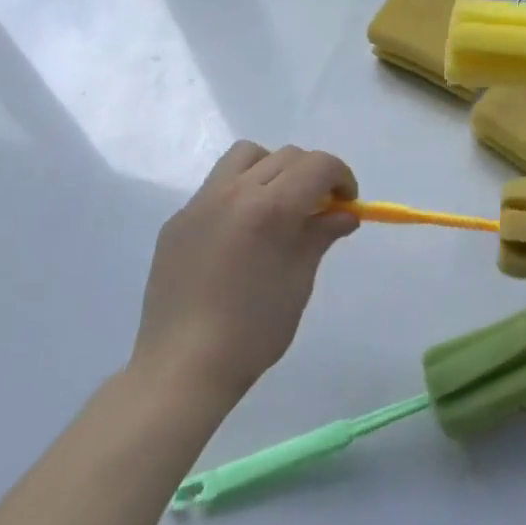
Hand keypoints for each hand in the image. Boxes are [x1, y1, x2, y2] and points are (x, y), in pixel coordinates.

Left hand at [128, 141, 358, 408]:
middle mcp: (234, 191)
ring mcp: (200, 202)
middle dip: (312, 174)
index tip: (347, 202)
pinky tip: (240, 233)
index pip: (318, 165)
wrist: (182, 368)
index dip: (341, 176)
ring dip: (273, 168)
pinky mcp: (178, 220)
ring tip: (277, 205)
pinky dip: (240, 192)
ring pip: (247, 156)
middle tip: (319, 208)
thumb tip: (344, 212)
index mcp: (270, 207)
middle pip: (286, 156)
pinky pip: (217, 186)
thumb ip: (321, 234)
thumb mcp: (300, 280)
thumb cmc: (253, 330)